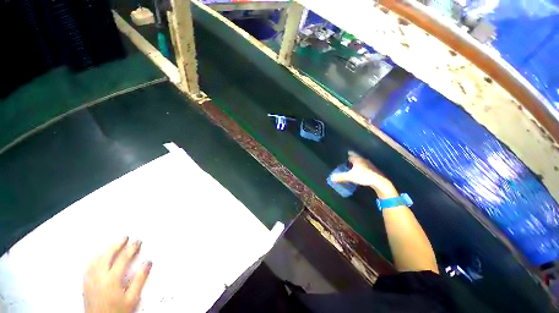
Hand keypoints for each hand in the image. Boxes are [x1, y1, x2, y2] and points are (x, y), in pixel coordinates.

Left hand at [83, 237, 151, 312]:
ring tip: (113, 244)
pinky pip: (89, 266)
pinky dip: (96, 258)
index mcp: (111, 280)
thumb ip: (139, 280)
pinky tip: (98, 256)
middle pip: (107, 255)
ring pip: (96, 259)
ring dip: (106, 250)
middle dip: (117, 245)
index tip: (137, 242)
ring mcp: (90, 280)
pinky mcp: (86, 284)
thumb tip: (148, 263)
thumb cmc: (117, 311)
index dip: (131, 248)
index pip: (123, 258)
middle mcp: (99, 277)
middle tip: (125, 238)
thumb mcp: (132, 298)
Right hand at [330, 151, 397, 197]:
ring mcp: (370, 165)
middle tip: (347, 163)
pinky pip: (366, 167)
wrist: (379, 181)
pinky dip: (362, 169)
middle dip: (351, 160)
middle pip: (356, 158)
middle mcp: (364, 160)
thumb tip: (331, 178)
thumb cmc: (363, 176)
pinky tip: (361, 173)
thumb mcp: (350, 177)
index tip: (344, 157)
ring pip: (361, 163)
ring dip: (357, 165)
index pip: (350, 155)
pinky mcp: (374, 170)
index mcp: (358, 160)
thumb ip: (340, 177)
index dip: (347, 156)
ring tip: (353, 168)